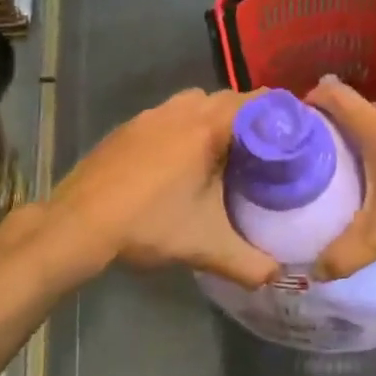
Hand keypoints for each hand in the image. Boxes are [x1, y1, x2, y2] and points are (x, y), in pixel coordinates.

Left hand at [46, 89, 278, 287]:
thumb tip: (280, 276)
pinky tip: (182, 158)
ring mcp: (153, 114)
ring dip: (216, 117)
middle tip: (267, 148)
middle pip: (230, 98)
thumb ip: (250, 264)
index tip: (298, 134)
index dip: (282, 114)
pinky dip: (187, 124)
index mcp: (208, 128)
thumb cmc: (148, 225)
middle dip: (252, 117)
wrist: (77, 224)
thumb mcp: (206, 248)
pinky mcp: (131, 125)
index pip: (258, 102)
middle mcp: (183, 110)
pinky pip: (171, 112)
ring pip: (198, 101)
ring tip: (226, 150)